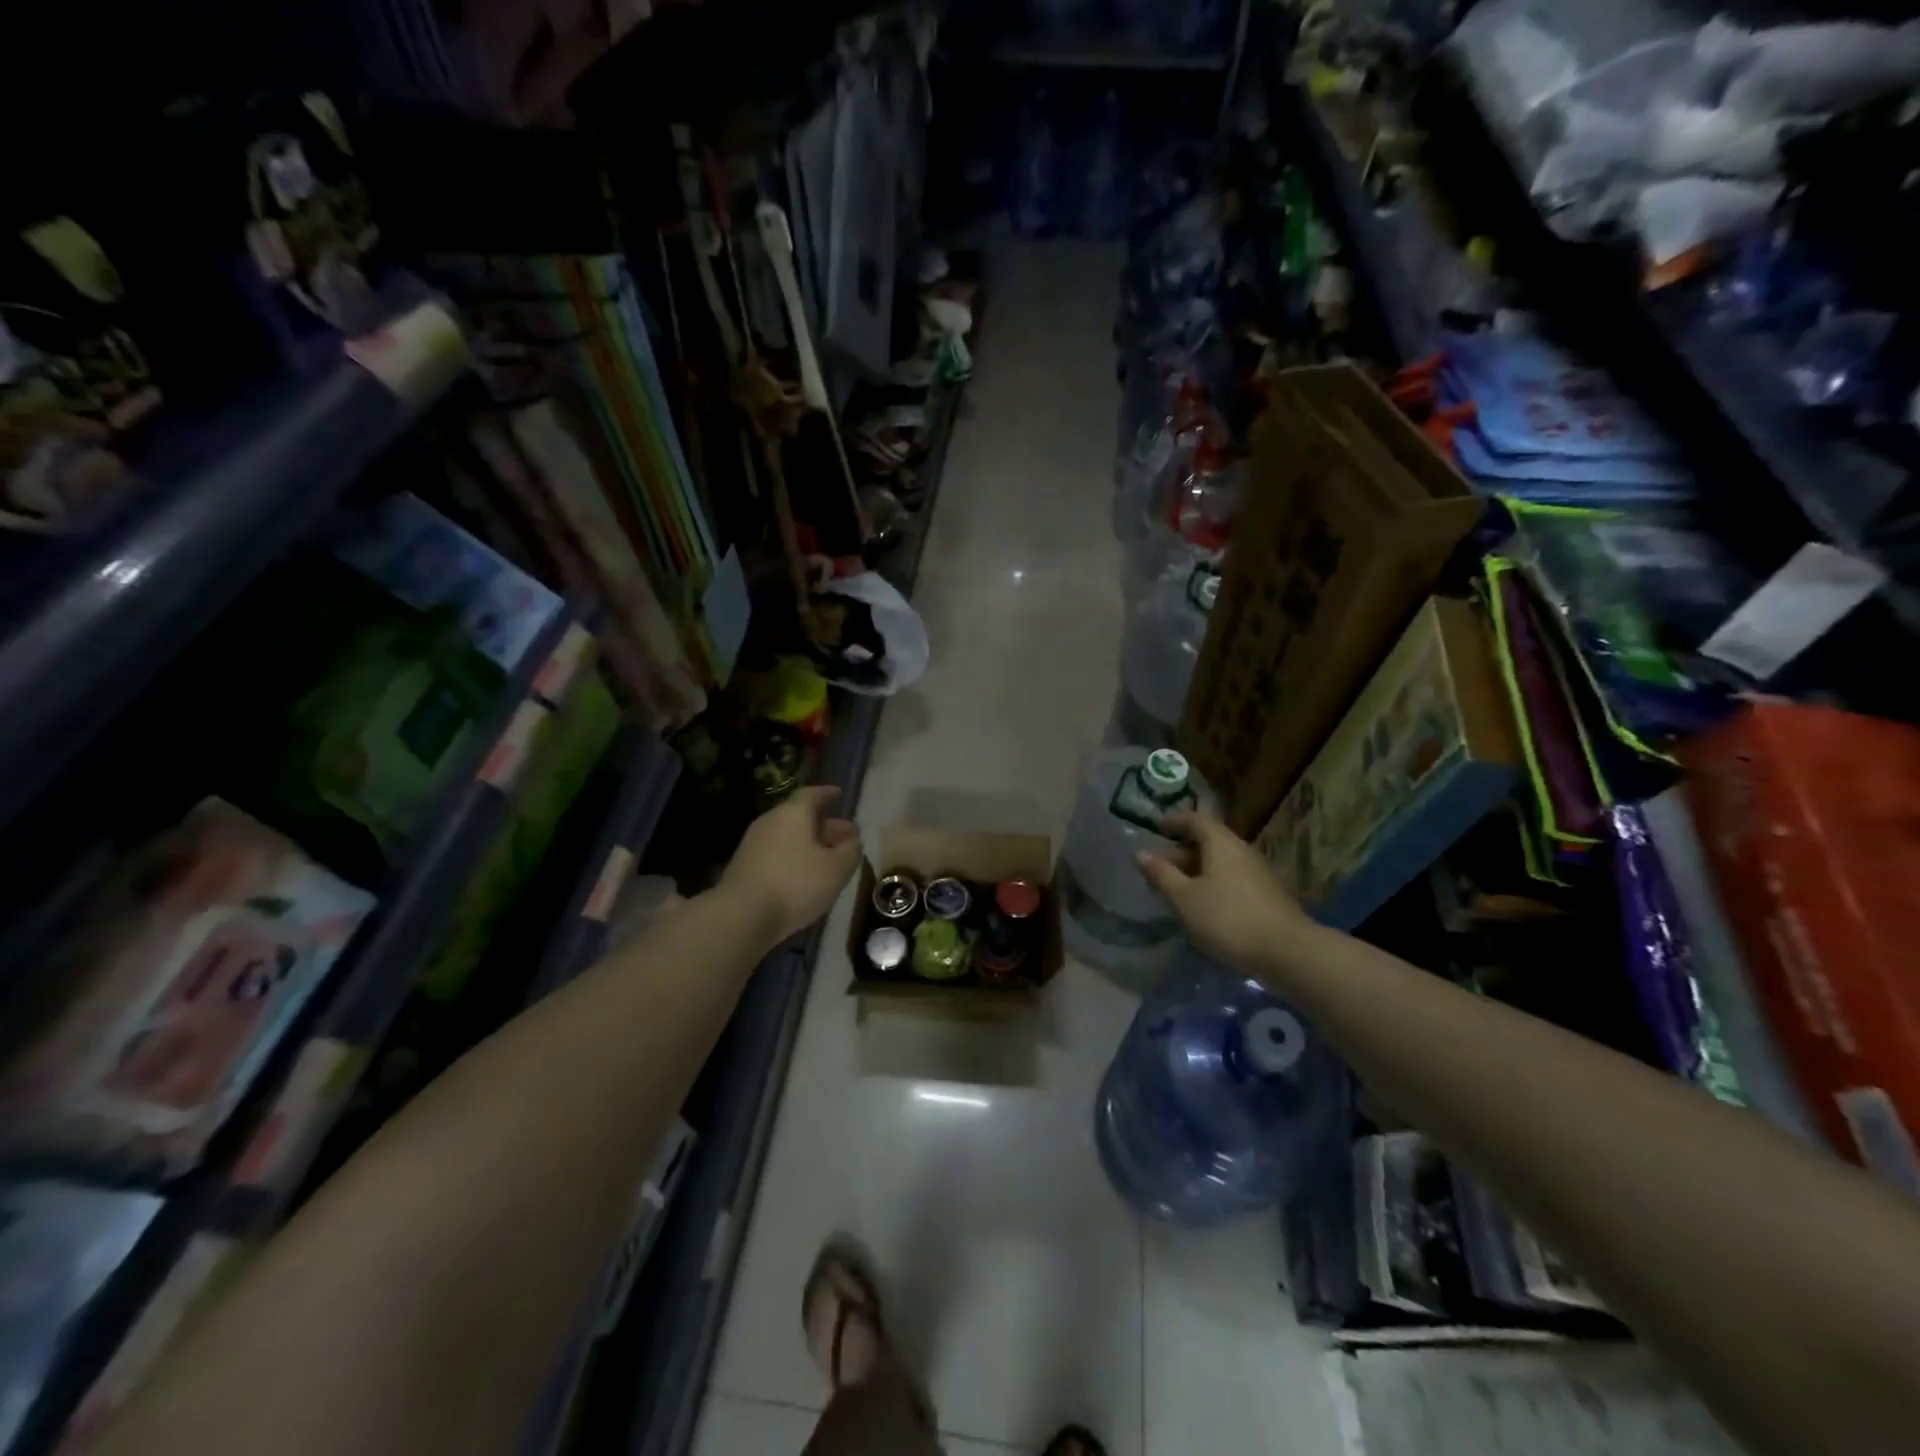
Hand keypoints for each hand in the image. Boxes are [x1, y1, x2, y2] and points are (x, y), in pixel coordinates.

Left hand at [722, 786, 861, 943]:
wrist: (742, 916)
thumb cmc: (796, 884)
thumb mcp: (836, 869)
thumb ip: (850, 851)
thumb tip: (853, 841)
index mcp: (793, 813)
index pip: (812, 794)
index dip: (827, 794)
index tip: (838, 795)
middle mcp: (770, 821)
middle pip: (800, 817)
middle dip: (825, 826)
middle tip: (846, 838)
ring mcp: (753, 845)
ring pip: (789, 837)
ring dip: (810, 845)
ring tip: (829, 860)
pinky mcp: (744, 867)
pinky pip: (777, 854)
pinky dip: (794, 859)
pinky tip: (806, 877)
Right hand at [1138, 809, 1316, 972]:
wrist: (1289, 952)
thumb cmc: (1228, 919)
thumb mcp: (1185, 898)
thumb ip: (1162, 874)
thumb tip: (1141, 853)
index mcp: (1221, 843)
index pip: (1194, 820)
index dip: (1173, 821)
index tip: (1155, 827)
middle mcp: (1241, 850)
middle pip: (1209, 840)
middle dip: (1182, 849)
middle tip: (1159, 866)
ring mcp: (1258, 872)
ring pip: (1221, 861)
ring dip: (1197, 869)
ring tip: (1177, 888)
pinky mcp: (1266, 894)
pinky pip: (1232, 877)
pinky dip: (1213, 882)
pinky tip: (1204, 905)